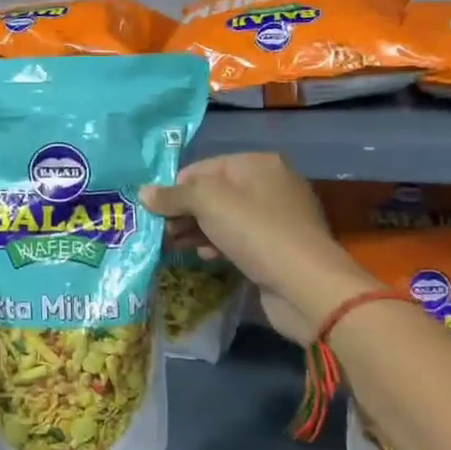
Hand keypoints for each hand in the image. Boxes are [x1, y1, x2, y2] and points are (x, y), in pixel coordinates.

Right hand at [141, 154, 376, 334]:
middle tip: (160, 232)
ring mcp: (276, 218)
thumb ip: (173, 195)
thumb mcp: (207, 203)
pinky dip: (218, 245)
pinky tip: (205, 257)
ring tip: (172, 246)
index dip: (176, 188)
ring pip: (224, 218)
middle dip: (184, 212)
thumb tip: (144, 192)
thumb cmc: (255, 232)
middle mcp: (270, 185)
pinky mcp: (278, 247)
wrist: (306, 285)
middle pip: (213, 193)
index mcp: (257, 164)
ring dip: (196, 230)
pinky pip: (239, 239)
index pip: (203, 168)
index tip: (154, 211)